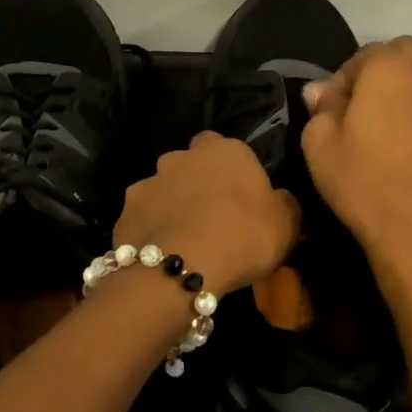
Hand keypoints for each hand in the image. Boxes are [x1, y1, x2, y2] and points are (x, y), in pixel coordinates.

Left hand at [114, 131, 300, 293]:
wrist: (180, 266)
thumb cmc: (243, 236)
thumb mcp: (286, 224)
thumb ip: (284, 204)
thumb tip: (279, 200)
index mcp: (225, 151)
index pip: (224, 145)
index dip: (230, 168)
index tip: (238, 194)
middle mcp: (181, 157)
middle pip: (189, 164)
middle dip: (196, 183)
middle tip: (211, 216)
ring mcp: (148, 182)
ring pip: (162, 190)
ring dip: (171, 207)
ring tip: (184, 240)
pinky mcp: (125, 212)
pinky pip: (143, 218)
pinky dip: (151, 231)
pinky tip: (160, 255)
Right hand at [301, 37, 411, 274]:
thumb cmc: (362, 182)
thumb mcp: (318, 145)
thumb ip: (320, 108)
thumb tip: (321, 90)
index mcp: (391, 68)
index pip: (364, 54)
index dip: (345, 79)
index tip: (334, 109)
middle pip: (409, 54)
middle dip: (387, 72)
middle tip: (369, 109)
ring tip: (405, 120)